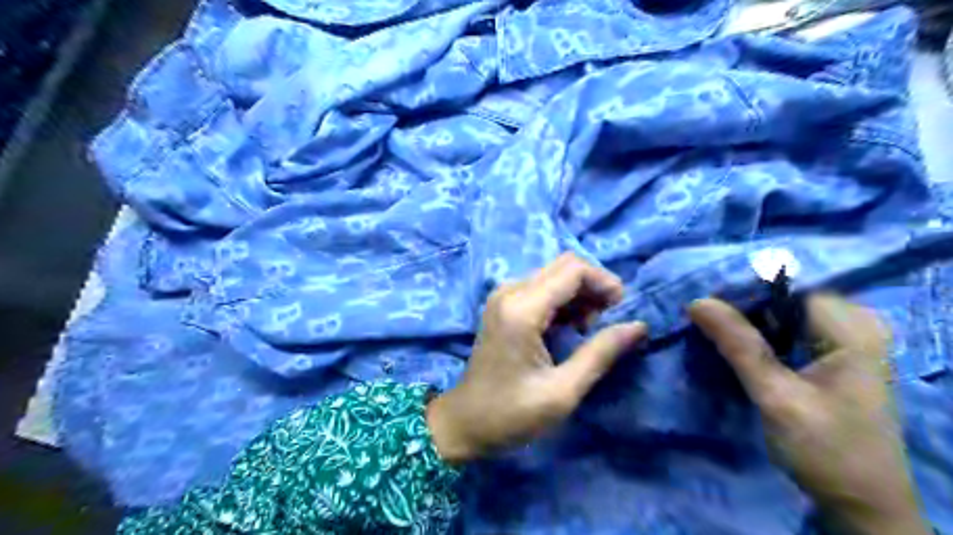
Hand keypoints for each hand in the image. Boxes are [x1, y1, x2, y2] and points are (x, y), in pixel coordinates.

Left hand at [430, 253, 648, 465]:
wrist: (464, 422)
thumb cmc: (511, 414)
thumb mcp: (562, 391)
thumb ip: (600, 353)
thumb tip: (638, 326)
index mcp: (522, 309)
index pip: (573, 270)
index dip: (604, 282)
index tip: (621, 309)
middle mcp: (510, 292)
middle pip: (564, 266)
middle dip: (594, 286)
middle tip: (608, 320)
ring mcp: (503, 296)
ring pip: (554, 275)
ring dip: (580, 295)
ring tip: (590, 329)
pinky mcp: (503, 305)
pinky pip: (541, 288)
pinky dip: (563, 302)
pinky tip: (570, 328)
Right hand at [689, 297, 927, 534]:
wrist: (860, 504)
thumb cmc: (825, 450)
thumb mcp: (776, 396)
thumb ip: (738, 345)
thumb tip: (698, 302)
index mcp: (852, 331)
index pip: (788, 287)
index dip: (743, 289)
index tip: (703, 301)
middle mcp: (852, 327)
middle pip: (784, 298)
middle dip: (741, 304)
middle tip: (699, 314)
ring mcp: (842, 342)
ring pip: (781, 314)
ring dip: (745, 320)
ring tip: (707, 325)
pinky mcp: (829, 357)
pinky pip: (786, 331)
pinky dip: (757, 335)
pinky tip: (731, 343)